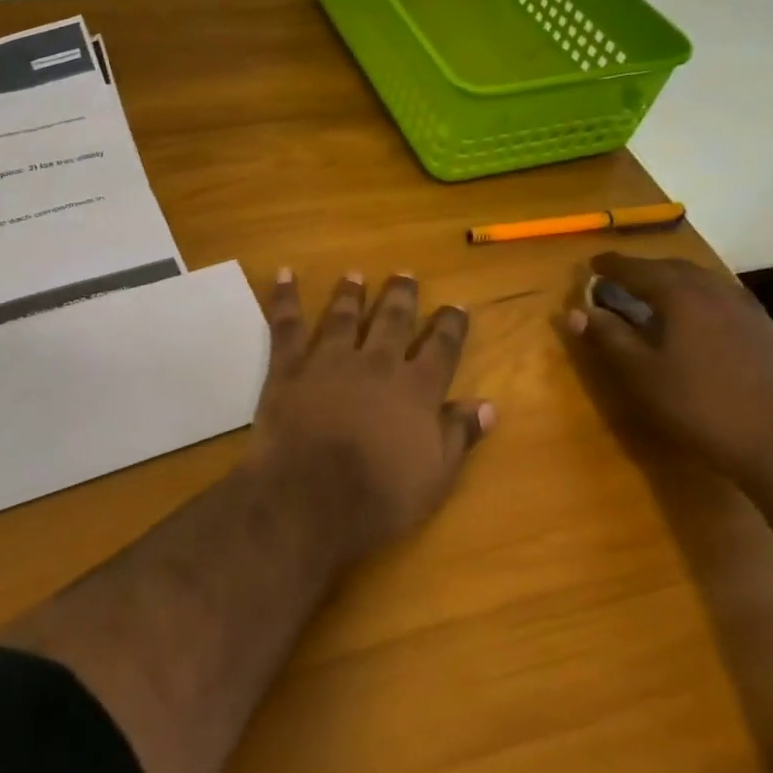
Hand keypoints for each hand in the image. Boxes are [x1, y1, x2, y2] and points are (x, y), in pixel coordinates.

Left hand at [250, 270, 492, 555]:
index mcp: (416, 389)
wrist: (310, 498)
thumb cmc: (379, 498)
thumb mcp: (435, 477)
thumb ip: (459, 435)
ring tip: (355, 274)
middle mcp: (376, 363)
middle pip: (393, 320)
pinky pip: (287, 324)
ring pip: (344, 316)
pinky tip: (285, 275)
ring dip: (351, 293)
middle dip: (401, 296)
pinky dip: (285, 297)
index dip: (451, 326)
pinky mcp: (290, 367)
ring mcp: (330, 360)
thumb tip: (487, 404)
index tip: (457, 306)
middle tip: (405, 274)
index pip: (442, 347)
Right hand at [559, 253, 772, 497]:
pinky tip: (693, 322)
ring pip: (701, 282)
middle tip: (618, 277)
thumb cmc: (703, 406)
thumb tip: (575, 311)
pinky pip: (720, 300)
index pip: (636, 268)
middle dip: (642, 269)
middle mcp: (715, 290)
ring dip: (672, 282)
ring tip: (652, 296)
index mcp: (682, 294)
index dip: (610, 266)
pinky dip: (696, 299)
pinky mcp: (767, 331)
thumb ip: (609, 337)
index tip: (591, 265)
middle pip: (672, 268)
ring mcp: (747, 310)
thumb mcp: (642, 375)